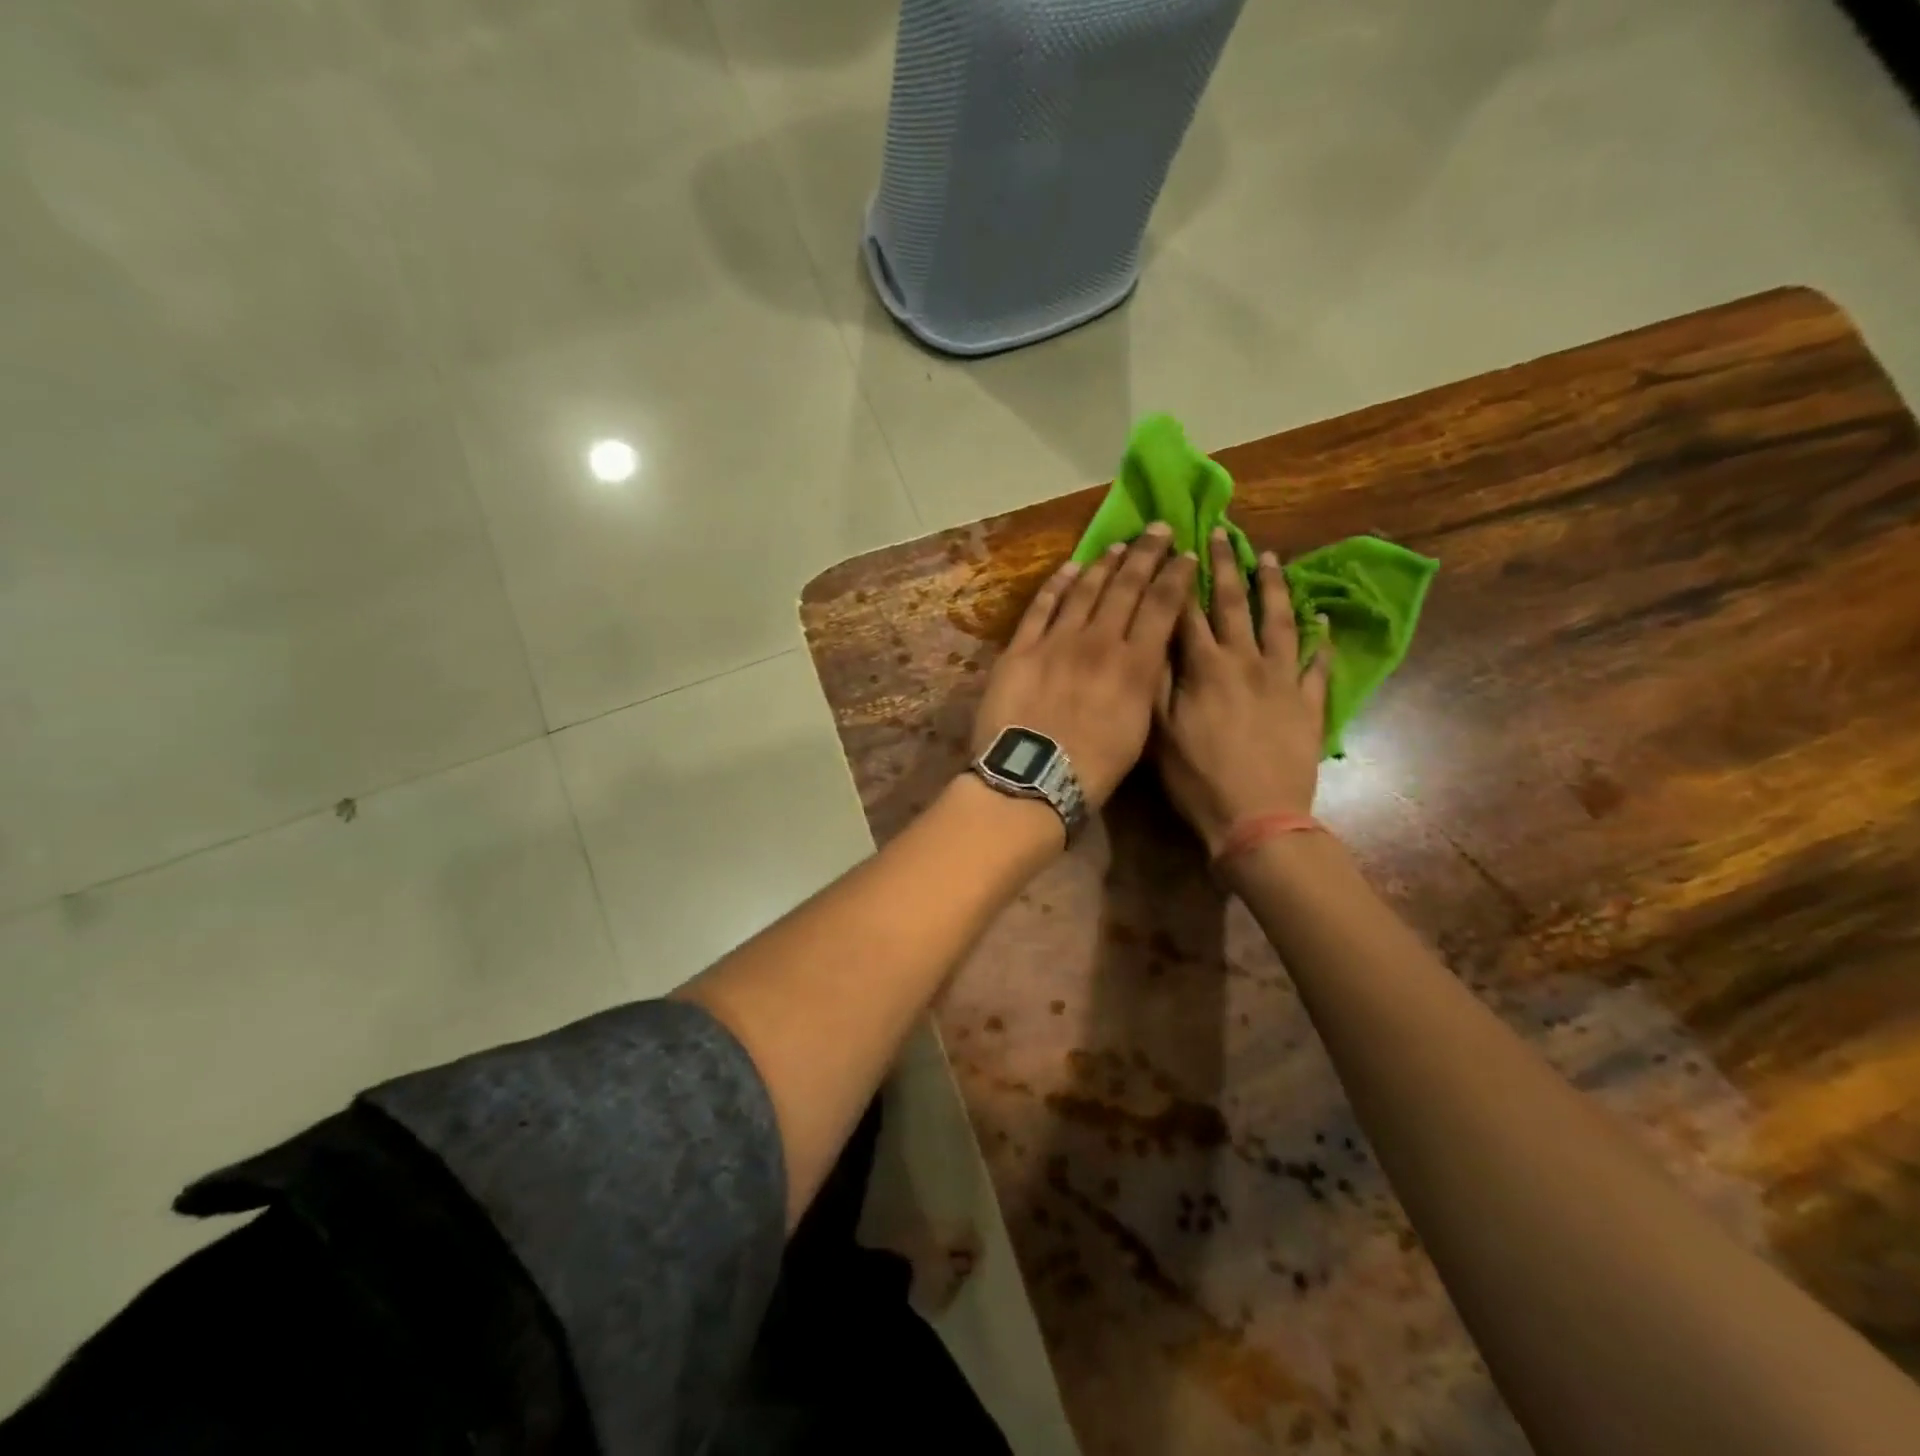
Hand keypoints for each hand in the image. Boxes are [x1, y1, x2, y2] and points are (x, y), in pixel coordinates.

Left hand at [972, 523, 1196, 808]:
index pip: (1162, 607)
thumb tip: (1150, 653)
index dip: (1176, 576)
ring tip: (1118, 545)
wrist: (1033, 778)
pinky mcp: (1021, 649)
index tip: (1186, 555)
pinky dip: (1056, 585)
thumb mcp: (1139, 730)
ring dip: (1103, 564)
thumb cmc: (1093, 768)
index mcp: (1135, 665)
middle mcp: (1099, 642)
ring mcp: (1056, 642)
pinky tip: (1069, 568)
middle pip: (1126, 587)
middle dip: (1146, 555)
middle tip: (1157, 529)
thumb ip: (1145, 684)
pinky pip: (1041, 607)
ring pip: (1084, 590)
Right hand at [1155, 530, 1331, 853]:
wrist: (1257, 818)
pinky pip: (1318, 665)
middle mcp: (1246, 662)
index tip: (1176, 549)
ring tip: (1269, 558)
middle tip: (1222, 534)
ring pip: (1280, 622)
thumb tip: (1157, 638)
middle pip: (1233, 605)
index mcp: (1205, 668)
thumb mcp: (1160, 733)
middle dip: (1224, 567)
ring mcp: (1283, 680)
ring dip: (1273, 588)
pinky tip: (1322, 621)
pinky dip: (1321, 641)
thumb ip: (1159, 682)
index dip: (1181, 579)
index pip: (1188, 613)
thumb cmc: (1198, 779)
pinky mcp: (1309, 703)